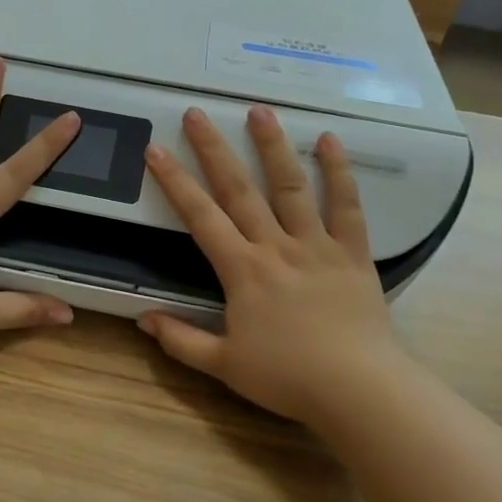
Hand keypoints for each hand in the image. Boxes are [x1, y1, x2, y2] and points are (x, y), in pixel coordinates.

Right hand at [137, 105, 414, 429]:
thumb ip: (181, 340)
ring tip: (259, 111)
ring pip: (291, 187)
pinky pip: (347, 207)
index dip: (175, 182)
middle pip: (240, 190)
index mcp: (242, 270)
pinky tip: (329, 140)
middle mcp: (275, 246)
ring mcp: (317, 245)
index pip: (200, 217)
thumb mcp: (224, 365)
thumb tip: (142, 319)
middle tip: (197, 114)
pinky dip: (339, 172)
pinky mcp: (352, 253)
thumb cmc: (288, 378)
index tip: (156, 150)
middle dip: (214, 149)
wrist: (359, 391)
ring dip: (273, 147)